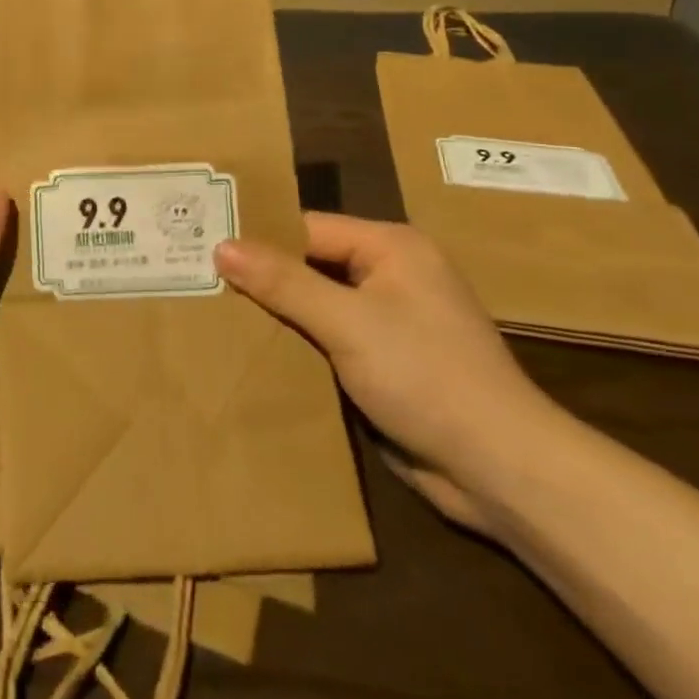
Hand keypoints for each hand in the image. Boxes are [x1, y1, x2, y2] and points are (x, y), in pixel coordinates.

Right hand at [214, 212, 561, 532]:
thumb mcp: (348, 322)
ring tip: (212, 314)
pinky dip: (298, 345)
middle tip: (198, 280)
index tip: (202, 247)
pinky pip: (329, 340)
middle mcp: (391, 275)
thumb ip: (283, 282)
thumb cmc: (426, 376)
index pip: (307, 229)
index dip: (257, 238)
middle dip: (262, 278)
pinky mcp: (386, 364)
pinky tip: (254, 353)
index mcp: (391, 248)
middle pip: (310, 265)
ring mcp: (390, 322)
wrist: (501, 470)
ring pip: (316, 305)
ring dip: (277, 315)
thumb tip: (222, 246)